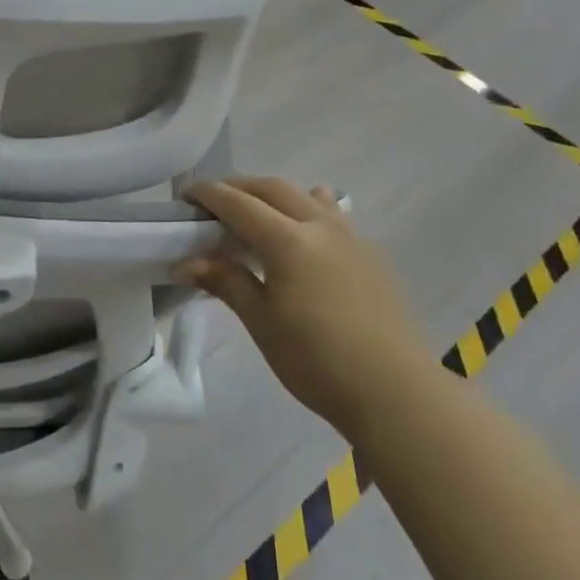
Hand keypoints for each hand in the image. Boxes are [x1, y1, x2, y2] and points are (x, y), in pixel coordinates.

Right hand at [181, 179, 430, 439]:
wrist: (395, 392)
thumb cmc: (315, 359)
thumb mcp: (260, 320)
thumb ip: (225, 281)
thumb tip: (185, 262)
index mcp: (288, 240)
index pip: (238, 203)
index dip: (208, 194)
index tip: (184, 194)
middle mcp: (321, 226)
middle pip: (272, 189)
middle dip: (238, 187)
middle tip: (212, 201)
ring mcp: (351, 238)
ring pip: (306, 196)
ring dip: (273, 195)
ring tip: (254, 212)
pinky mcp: (370, 255)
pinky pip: (333, 215)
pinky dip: (307, 208)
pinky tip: (304, 228)